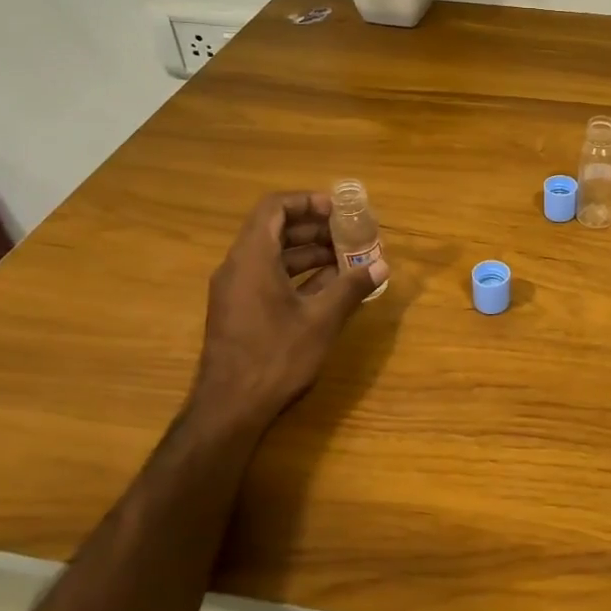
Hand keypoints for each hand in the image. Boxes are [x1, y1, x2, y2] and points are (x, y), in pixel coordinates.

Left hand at [188, 192, 387, 430]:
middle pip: (274, 230)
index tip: (338, 211)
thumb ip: (351, 288)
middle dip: (314, 229)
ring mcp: (235, 291)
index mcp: (252, 258)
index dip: (307, 202)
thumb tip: (381, 266)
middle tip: (349, 235)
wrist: (230, 408)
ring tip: (346, 260)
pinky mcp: (239, 312)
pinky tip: (327, 288)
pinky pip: (268, 278)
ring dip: (308, 253)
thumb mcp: (322, 320)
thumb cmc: (276, 356)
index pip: (274, 208)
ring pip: (272, 256)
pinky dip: (297, 275)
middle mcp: (238, 267)